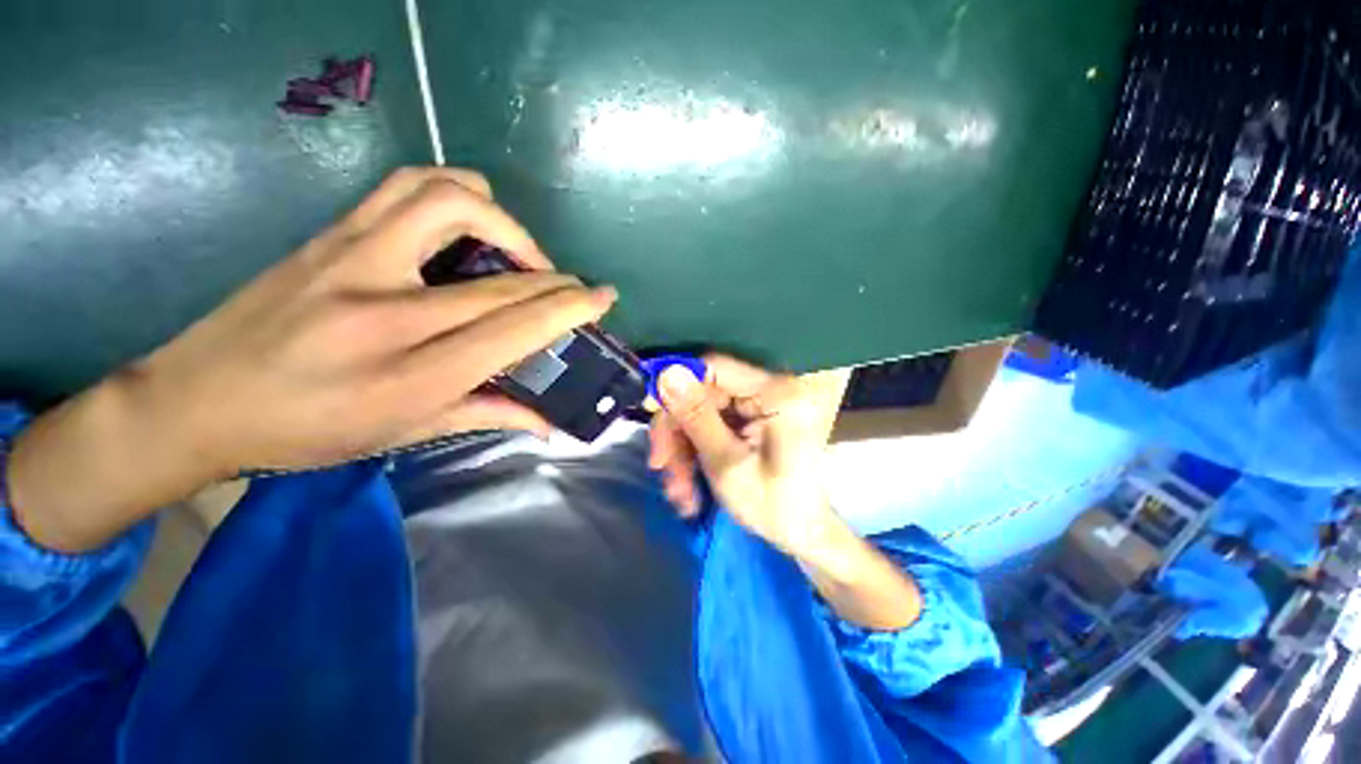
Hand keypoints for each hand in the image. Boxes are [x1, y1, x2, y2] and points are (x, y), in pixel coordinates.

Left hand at [9, 167, 614, 550]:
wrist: (193, 401)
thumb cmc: (305, 433)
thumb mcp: (402, 435)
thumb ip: (487, 416)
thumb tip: (548, 422)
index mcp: (410, 374)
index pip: (516, 327)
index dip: (571, 308)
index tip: (604, 297)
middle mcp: (387, 310)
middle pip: (501, 277)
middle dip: (556, 278)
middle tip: (571, 287)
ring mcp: (353, 260)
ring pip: (452, 203)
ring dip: (505, 222)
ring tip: (516, 252)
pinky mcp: (330, 235)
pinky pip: (407, 188)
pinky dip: (456, 195)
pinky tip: (466, 225)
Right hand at [647, 355, 845, 561]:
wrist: (802, 535)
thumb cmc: (773, 506)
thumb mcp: (727, 464)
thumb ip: (696, 417)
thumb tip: (666, 373)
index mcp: (777, 391)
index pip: (715, 367)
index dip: (677, 383)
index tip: (649, 410)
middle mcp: (770, 388)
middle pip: (703, 391)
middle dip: (677, 429)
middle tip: (661, 466)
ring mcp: (760, 403)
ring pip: (701, 409)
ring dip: (682, 447)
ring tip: (678, 490)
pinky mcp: (751, 417)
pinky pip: (711, 422)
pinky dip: (695, 449)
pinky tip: (688, 483)